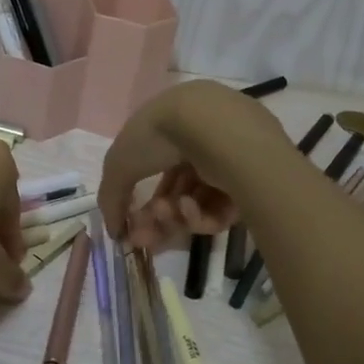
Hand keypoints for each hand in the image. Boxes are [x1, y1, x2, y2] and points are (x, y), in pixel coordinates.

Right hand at [98, 81, 290, 248]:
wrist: (213, 127)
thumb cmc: (160, 135)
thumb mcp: (120, 163)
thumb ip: (111, 198)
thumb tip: (114, 231)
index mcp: (175, 125)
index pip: (157, 168)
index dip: (143, 197)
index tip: (130, 225)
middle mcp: (204, 140)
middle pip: (178, 190)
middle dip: (157, 216)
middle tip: (143, 238)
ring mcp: (230, 161)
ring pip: (198, 203)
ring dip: (176, 216)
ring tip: (169, 213)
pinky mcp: (253, 182)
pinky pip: (221, 208)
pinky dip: (202, 215)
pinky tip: (191, 208)